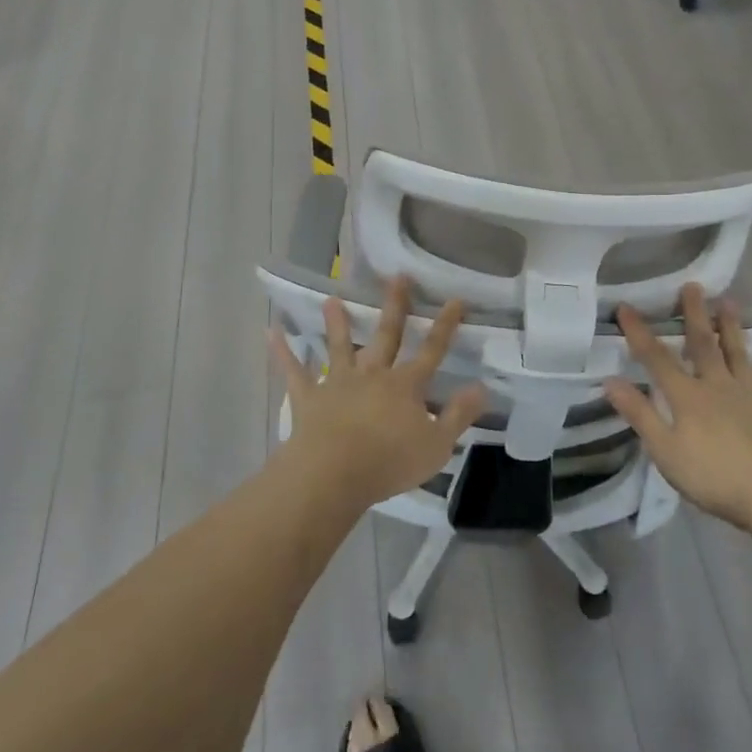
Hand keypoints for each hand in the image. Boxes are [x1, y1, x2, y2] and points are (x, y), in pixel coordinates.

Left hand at [270, 280, 486, 509]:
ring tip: (333, 298)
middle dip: (395, 306)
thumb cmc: (389, 462)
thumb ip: (459, 415)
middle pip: (387, 336)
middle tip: (397, 277)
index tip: (455, 300)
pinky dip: (283, 351)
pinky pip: (294, 371)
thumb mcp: (437, 445)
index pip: (432, 350)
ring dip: (338, 322)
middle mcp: (373, 375)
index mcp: (406, 386)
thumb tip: (481, 386)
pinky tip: (270, 331)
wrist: (333, 474)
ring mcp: (338, 383)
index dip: (445, 326)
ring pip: (340, 347)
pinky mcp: (309, 398)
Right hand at [605, 285, 751, 527]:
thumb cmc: (712, 476)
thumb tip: (610, 380)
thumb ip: (639, 413)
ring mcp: (751, 394)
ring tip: (730, 302)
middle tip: (693, 285)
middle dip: (695, 314)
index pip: (656, 358)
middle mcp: (718, 385)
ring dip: (733, 327)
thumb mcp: (665, 450)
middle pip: (703, 344)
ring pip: (739, 354)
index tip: (626, 307)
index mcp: (687, 396)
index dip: (639, 332)